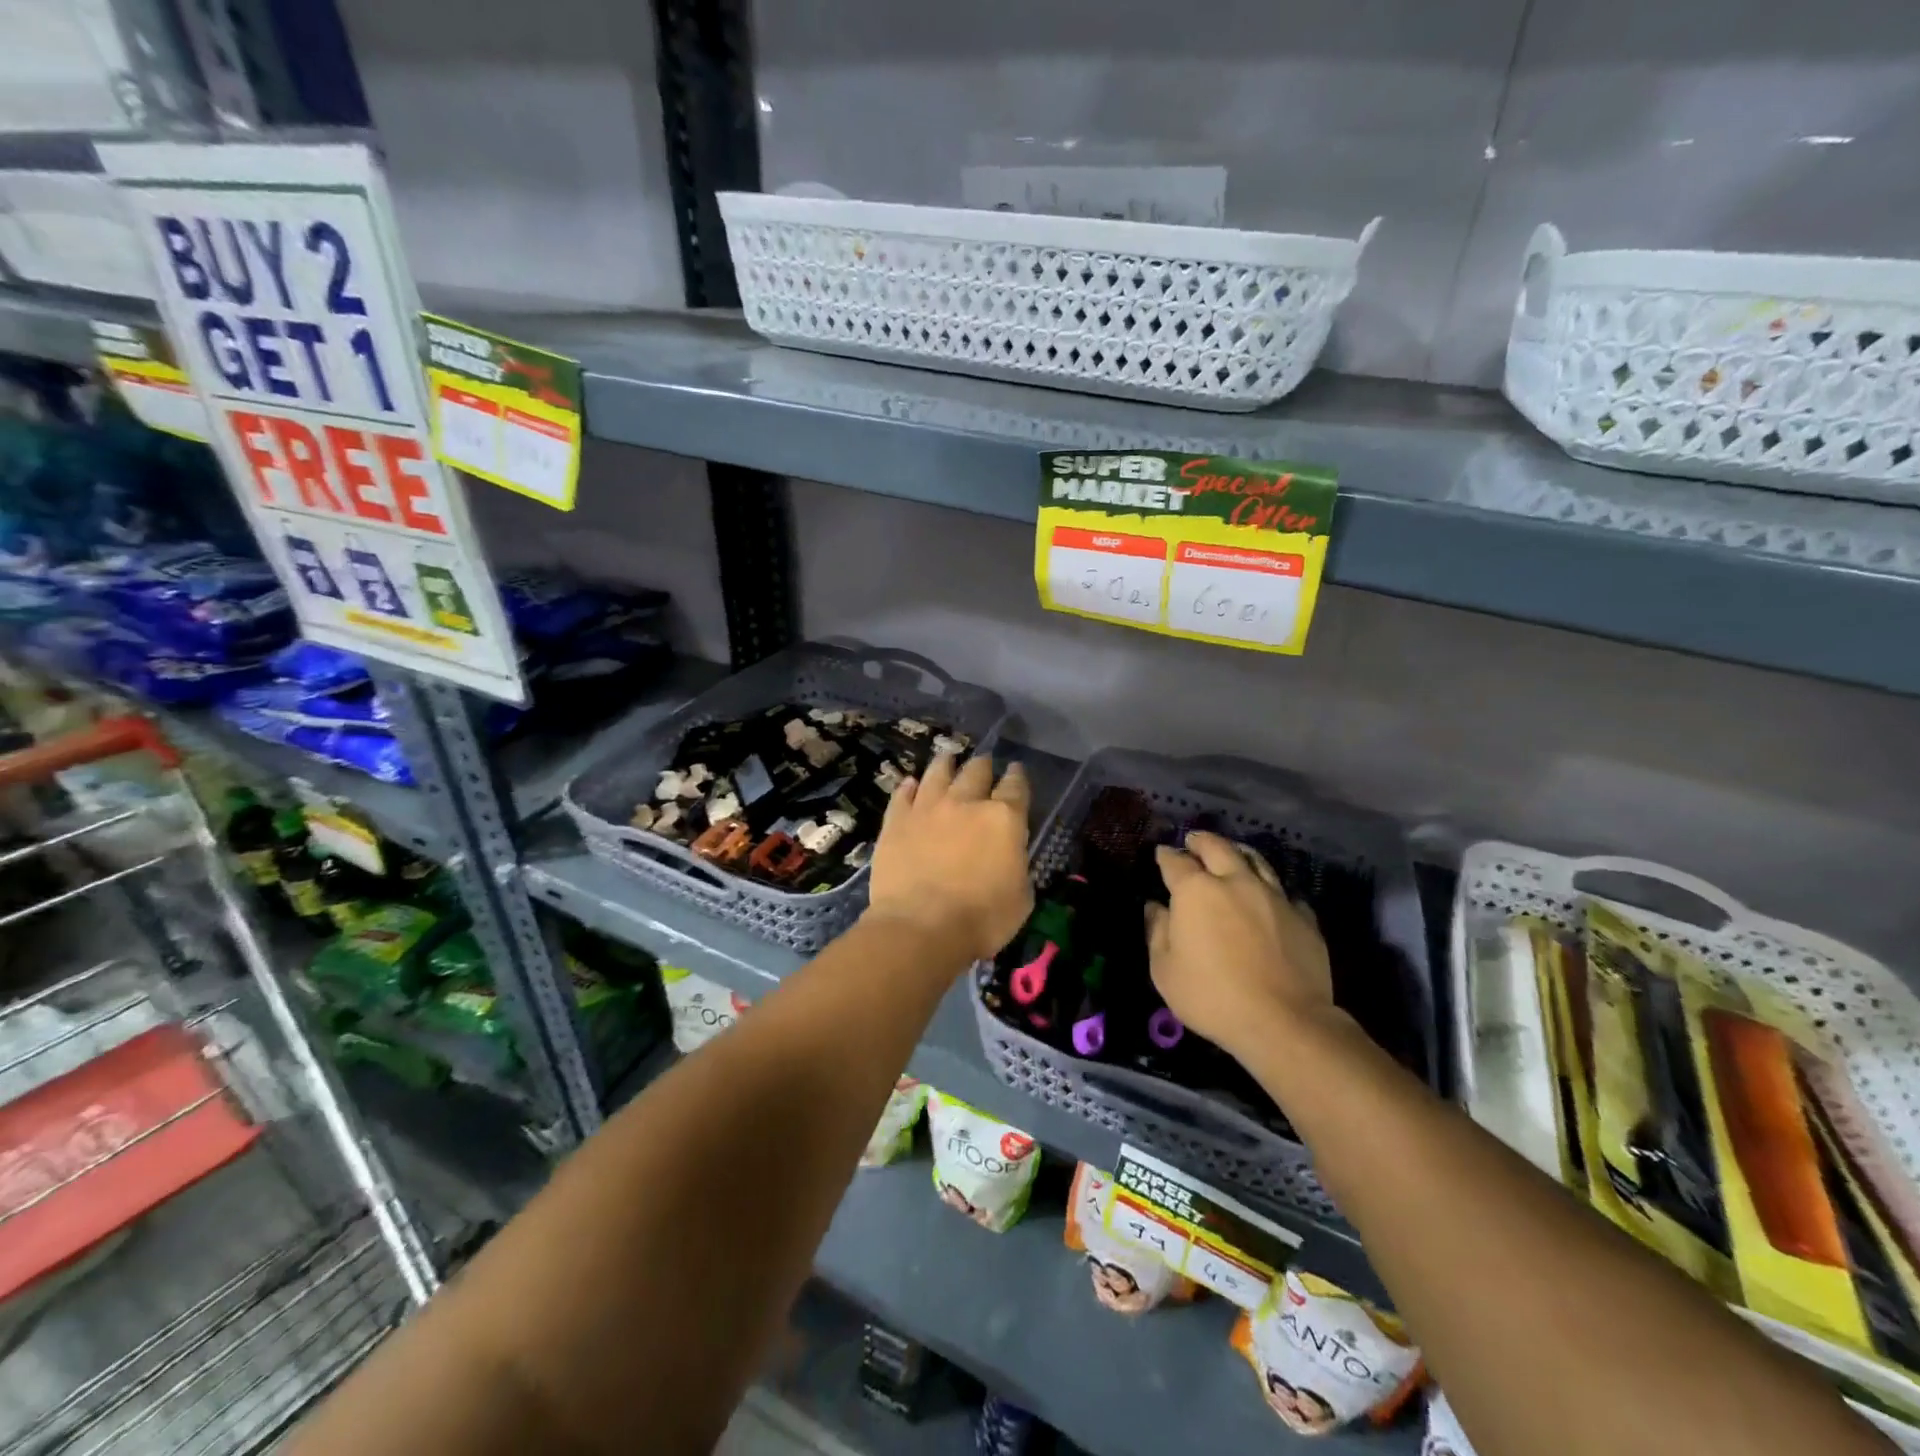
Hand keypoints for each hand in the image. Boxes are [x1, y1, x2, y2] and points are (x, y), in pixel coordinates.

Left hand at [866, 754, 1032, 963]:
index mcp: (1003, 819)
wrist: (920, 927)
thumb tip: (1008, 854)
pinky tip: (911, 783)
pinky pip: (903, 794)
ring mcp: (927, 808)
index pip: (1016, 787)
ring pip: (938, 772)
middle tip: (984, 764)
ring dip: (946, 763)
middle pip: (976, 771)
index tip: (1015, 770)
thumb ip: (1016, 864)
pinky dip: (909, 787)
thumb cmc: (981, 919)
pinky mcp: (896, 821)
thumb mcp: (1021, 897)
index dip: (1017, 777)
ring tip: (948, 757)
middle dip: (983, 765)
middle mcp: (966, 803)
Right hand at [1145, 831, 1333, 1061]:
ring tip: (1232, 853)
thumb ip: (1157, 932)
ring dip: (1239, 853)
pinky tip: (1270, 898)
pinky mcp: (1304, 917)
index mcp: (1196, 891)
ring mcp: (1274, 897)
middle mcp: (1235, 882)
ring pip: (1256, 861)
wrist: (1284, 1022)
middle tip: (1194, 840)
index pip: (1176, 862)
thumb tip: (1156, 907)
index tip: (1161, 853)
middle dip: (1202, 841)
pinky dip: (1272, 891)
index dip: (1166, 856)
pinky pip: (1286, 894)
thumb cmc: (1212, 996)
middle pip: (1218, 847)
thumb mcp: (1165, 970)